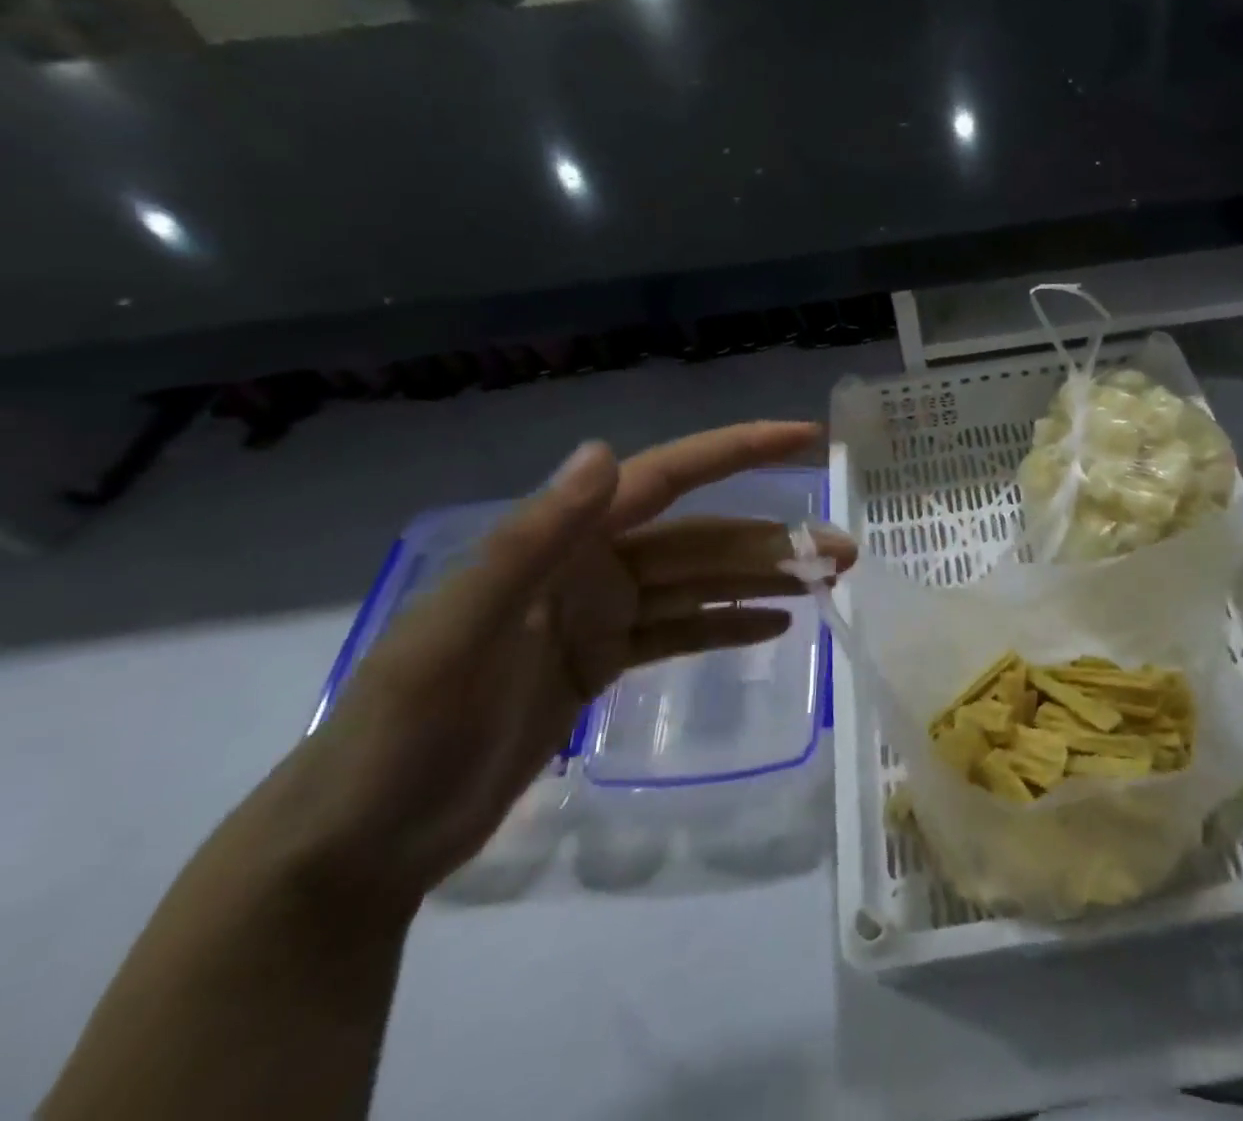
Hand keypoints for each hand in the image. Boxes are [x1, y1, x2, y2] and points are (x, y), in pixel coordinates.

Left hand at [294, 423, 855, 904]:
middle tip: (845, 550)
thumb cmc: (401, 736)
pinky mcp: (602, 664)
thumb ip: (530, 541)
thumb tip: (604, 451)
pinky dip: (727, 624)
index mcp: (563, 544)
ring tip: (829, 582)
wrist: (358, 847)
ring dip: (763, 580)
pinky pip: (681, 632)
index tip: (802, 436)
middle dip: (774, 539)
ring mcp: (599, 617)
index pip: (666, 478)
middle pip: (702, 539)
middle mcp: (590, 566)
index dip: (737, 450)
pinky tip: (775, 625)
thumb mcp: (454, 637)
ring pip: (699, 584)